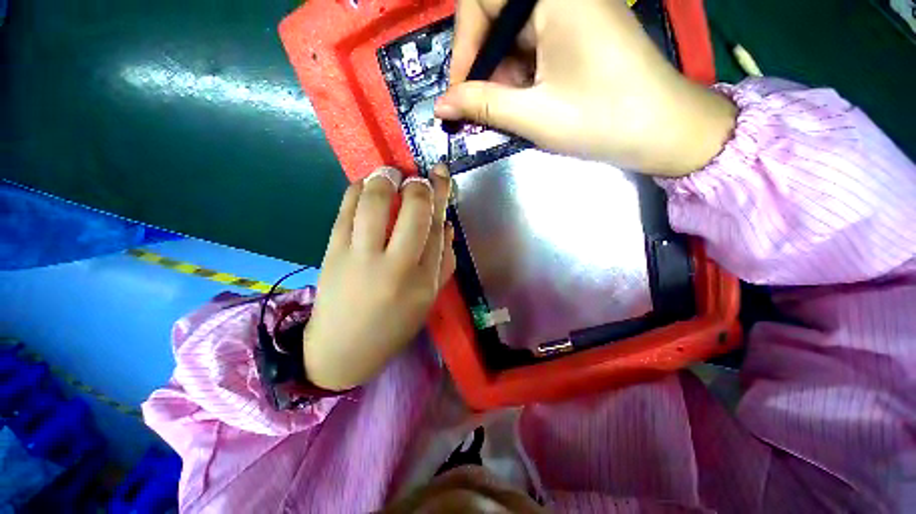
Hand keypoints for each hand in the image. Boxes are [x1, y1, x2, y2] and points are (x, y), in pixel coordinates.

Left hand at [302, 165, 454, 390]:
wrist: (343, 349)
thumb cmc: (393, 325)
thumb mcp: (429, 299)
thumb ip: (445, 262)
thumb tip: (448, 224)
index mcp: (424, 280)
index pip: (438, 228)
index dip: (440, 195)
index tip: (439, 174)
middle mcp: (396, 266)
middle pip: (413, 211)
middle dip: (419, 185)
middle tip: (416, 179)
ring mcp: (361, 257)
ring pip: (376, 203)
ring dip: (385, 178)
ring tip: (390, 173)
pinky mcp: (333, 252)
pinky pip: (346, 209)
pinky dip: (357, 189)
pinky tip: (366, 184)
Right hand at [435, 0, 736, 176]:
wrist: (663, 130)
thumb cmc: (601, 119)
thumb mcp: (534, 115)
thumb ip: (482, 106)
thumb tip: (441, 106)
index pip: (483, 0)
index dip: (464, 46)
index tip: (458, 92)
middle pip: (498, 16)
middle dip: (484, 65)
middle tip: (479, 107)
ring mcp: (574, 8)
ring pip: (515, 34)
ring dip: (503, 74)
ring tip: (508, 110)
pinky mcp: (580, 27)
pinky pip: (535, 43)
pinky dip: (522, 73)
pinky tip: (527, 99)